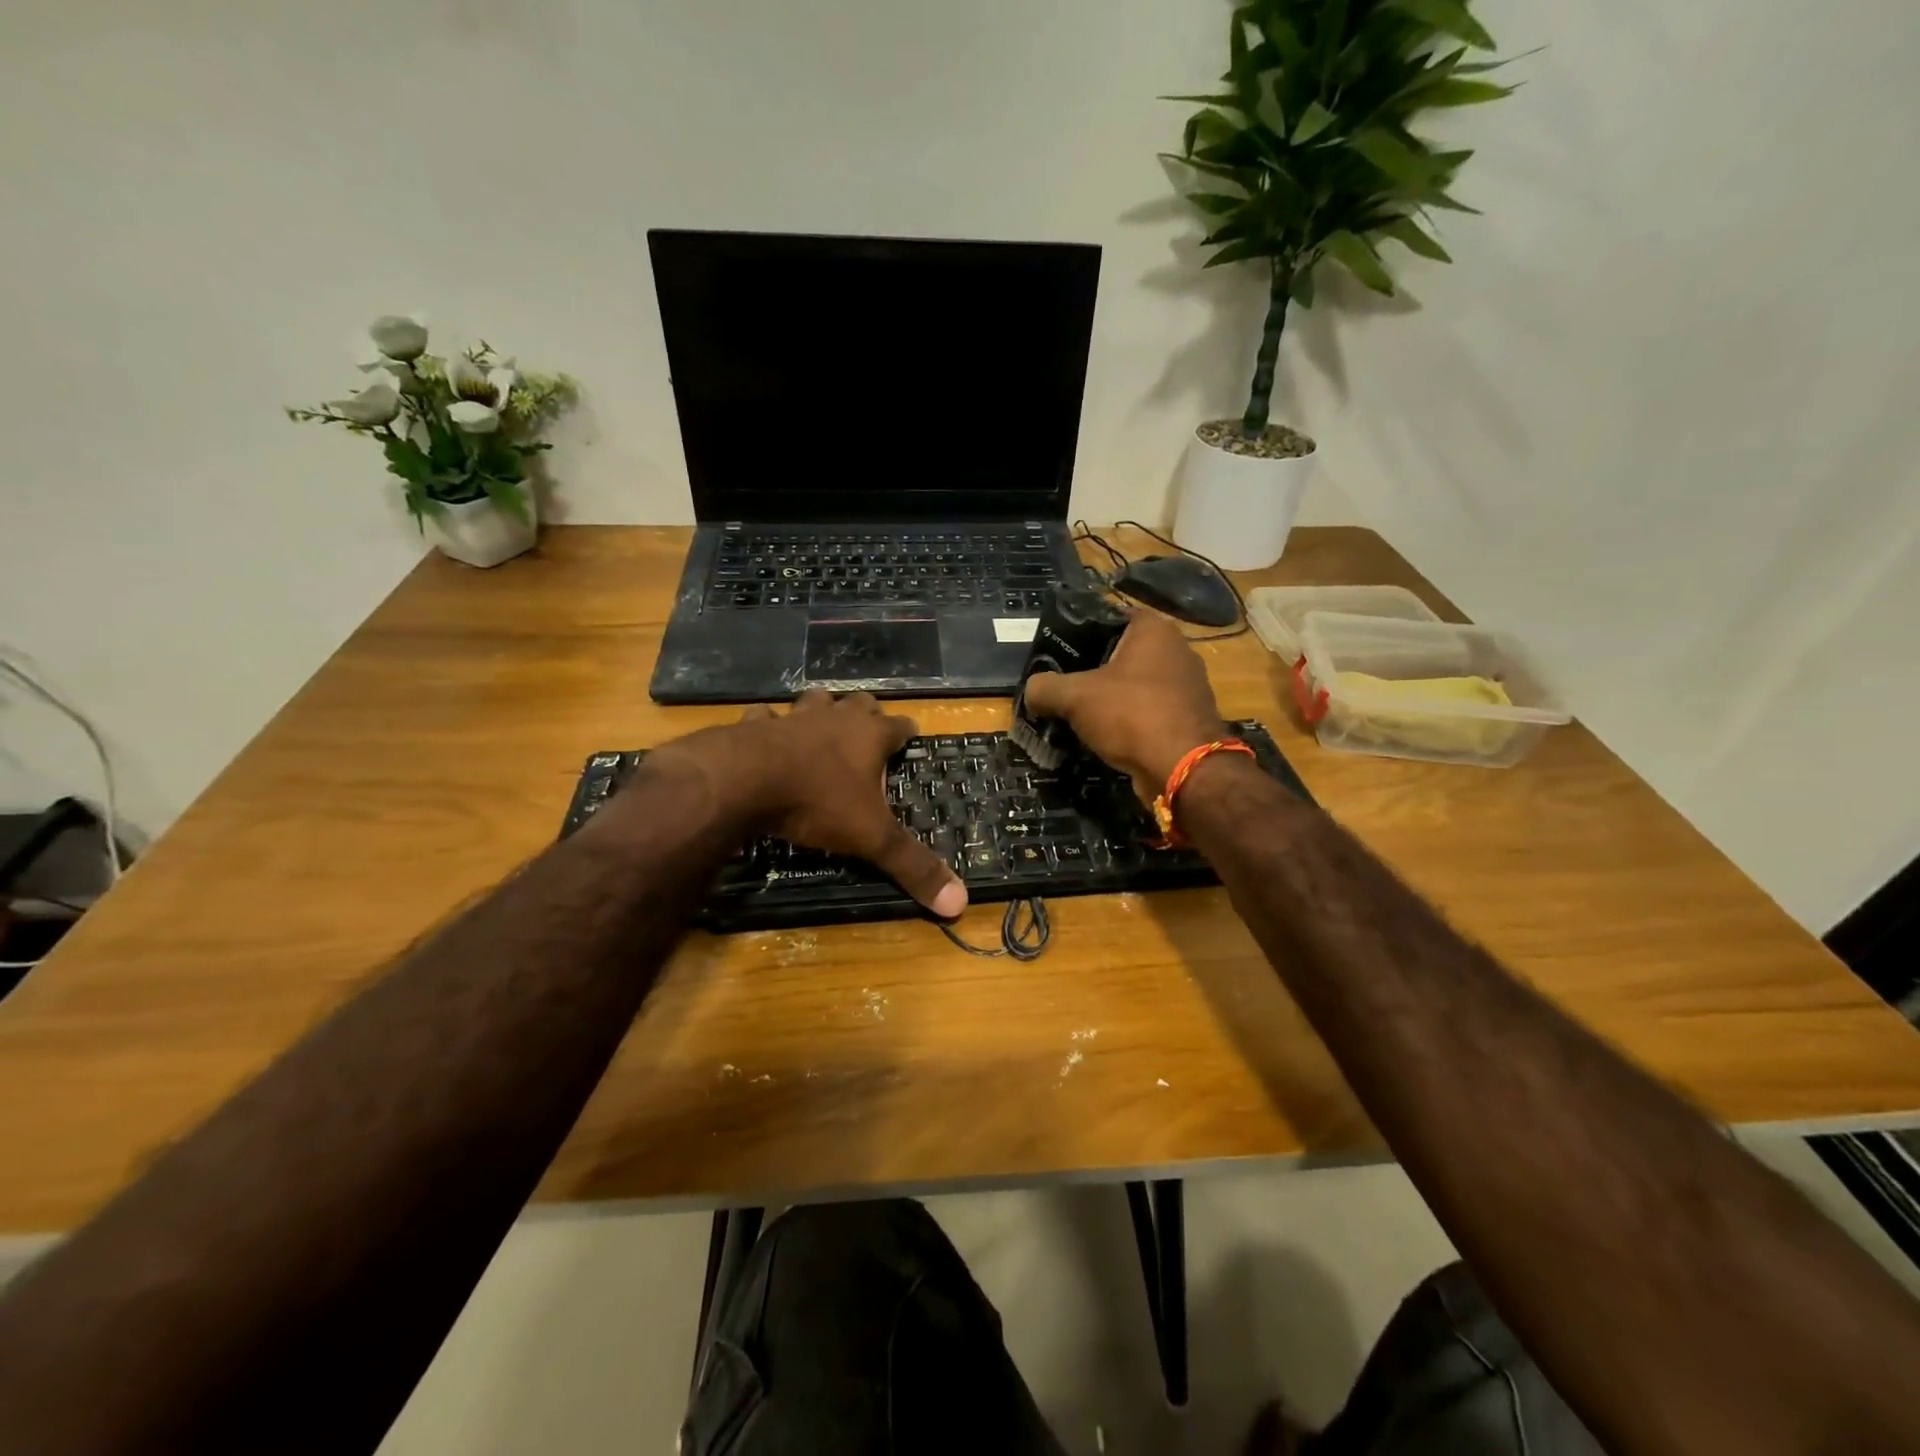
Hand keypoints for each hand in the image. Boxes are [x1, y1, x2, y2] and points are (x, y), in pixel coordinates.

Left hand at [648, 691, 967, 918]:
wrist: (744, 780)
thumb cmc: (817, 802)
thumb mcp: (871, 838)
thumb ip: (913, 866)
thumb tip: (960, 902)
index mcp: (870, 736)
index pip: (900, 725)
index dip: (907, 733)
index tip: (910, 738)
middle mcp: (835, 718)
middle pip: (860, 704)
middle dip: (866, 715)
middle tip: (868, 734)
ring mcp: (794, 717)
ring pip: (816, 701)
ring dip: (822, 711)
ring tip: (822, 728)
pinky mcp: (755, 725)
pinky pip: (766, 718)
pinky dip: (769, 725)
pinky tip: (766, 737)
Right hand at [1021, 613, 1229, 801]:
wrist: (1183, 768)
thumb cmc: (1131, 715)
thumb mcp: (1075, 697)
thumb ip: (1045, 687)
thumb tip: (1031, 691)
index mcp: (1154, 630)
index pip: (1110, 617)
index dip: (1080, 631)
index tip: (1056, 652)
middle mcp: (1177, 650)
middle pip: (1122, 652)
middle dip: (1092, 668)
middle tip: (1062, 684)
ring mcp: (1188, 686)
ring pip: (1136, 684)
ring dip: (1110, 698)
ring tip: (1078, 713)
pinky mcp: (1188, 718)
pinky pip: (1149, 710)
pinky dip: (1128, 720)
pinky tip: (1105, 735)